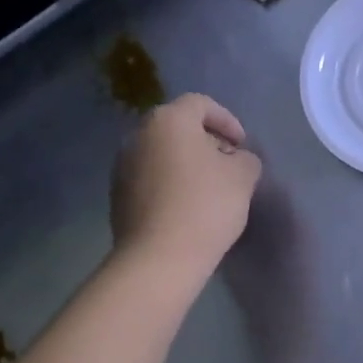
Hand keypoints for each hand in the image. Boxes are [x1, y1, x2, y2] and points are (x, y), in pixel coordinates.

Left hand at [111, 93, 262, 276]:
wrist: (158, 258)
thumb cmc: (205, 206)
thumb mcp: (243, 177)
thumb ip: (245, 158)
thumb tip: (235, 160)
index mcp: (168, 120)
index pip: (200, 104)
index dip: (227, 120)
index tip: (241, 145)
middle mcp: (139, 136)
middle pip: (178, 128)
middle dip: (205, 142)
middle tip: (228, 166)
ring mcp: (122, 167)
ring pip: (162, 154)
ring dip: (185, 165)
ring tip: (209, 190)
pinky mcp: (117, 196)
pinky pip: (150, 180)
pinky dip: (169, 185)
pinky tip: (186, 209)